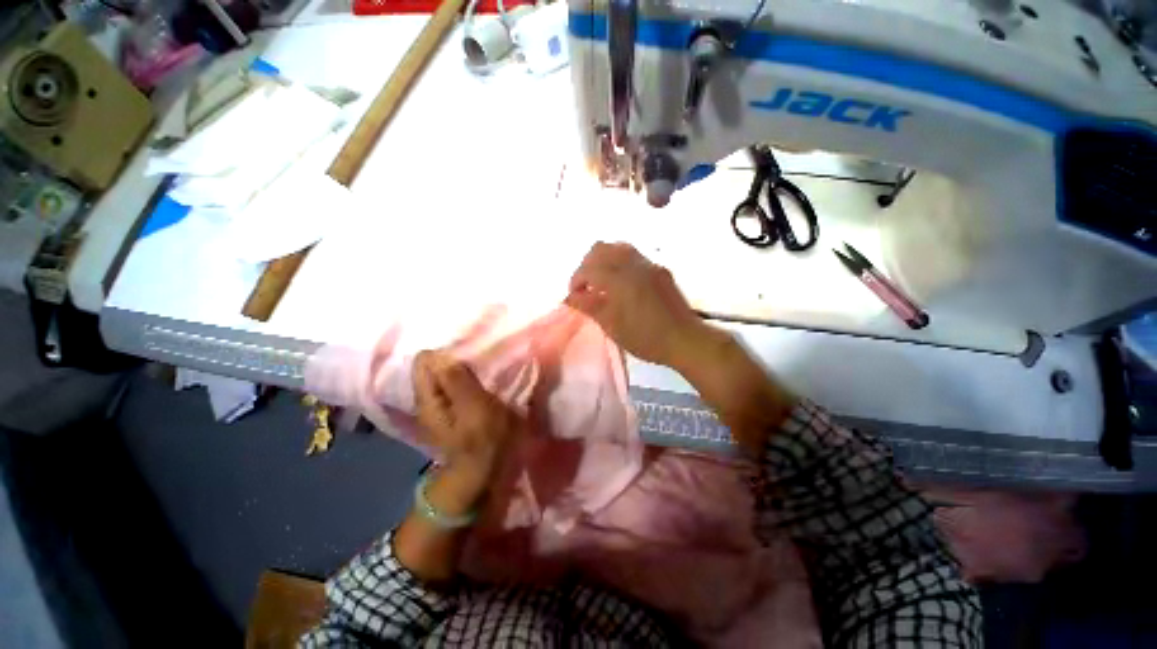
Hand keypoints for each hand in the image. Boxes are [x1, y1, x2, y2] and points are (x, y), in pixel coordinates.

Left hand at [413, 350, 523, 482]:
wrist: (480, 472)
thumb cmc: (480, 440)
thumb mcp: (473, 408)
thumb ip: (457, 380)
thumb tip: (440, 353)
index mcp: (427, 397)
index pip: (424, 360)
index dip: (445, 352)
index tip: (469, 355)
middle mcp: (427, 398)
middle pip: (433, 366)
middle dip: (454, 358)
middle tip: (479, 363)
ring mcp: (438, 405)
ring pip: (444, 375)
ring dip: (462, 369)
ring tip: (482, 371)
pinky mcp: (451, 409)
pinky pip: (454, 385)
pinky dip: (466, 380)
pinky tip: (480, 383)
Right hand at [566, 242, 708, 367]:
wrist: (685, 339)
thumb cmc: (646, 338)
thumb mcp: (613, 327)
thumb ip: (590, 307)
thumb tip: (570, 297)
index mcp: (620, 280)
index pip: (588, 269)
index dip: (576, 280)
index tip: (575, 296)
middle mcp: (634, 264)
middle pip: (600, 249)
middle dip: (587, 264)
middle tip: (587, 286)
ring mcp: (649, 264)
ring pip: (618, 247)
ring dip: (603, 260)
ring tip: (602, 282)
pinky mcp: (660, 269)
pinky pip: (633, 255)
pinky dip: (619, 262)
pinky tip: (622, 282)